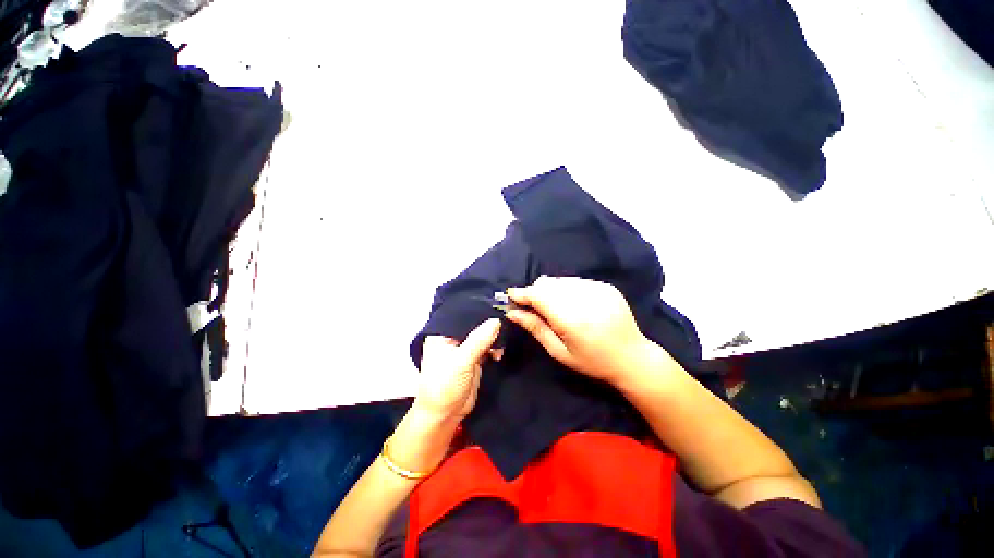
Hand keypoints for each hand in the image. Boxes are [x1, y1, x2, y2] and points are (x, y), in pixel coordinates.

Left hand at [414, 318, 501, 421]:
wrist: (445, 415)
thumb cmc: (444, 386)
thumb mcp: (461, 362)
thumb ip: (479, 340)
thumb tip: (496, 321)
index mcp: (442, 333)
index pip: (462, 315)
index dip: (479, 310)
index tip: (498, 306)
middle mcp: (453, 337)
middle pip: (474, 323)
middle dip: (489, 324)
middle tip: (505, 323)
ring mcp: (464, 347)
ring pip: (483, 334)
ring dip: (493, 338)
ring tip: (500, 345)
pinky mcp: (474, 357)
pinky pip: (487, 346)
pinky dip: (494, 348)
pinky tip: (498, 354)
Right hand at [506, 276, 662, 385]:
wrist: (633, 357)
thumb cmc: (592, 361)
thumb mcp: (559, 351)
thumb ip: (535, 328)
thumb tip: (512, 312)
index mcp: (572, 319)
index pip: (538, 295)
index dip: (522, 294)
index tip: (511, 296)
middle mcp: (584, 298)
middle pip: (547, 284)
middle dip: (535, 292)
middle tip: (533, 307)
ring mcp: (597, 289)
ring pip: (560, 280)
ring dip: (551, 290)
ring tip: (554, 308)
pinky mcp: (606, 286)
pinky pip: (576, 281)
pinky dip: (567, 289)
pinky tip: (572, 304)